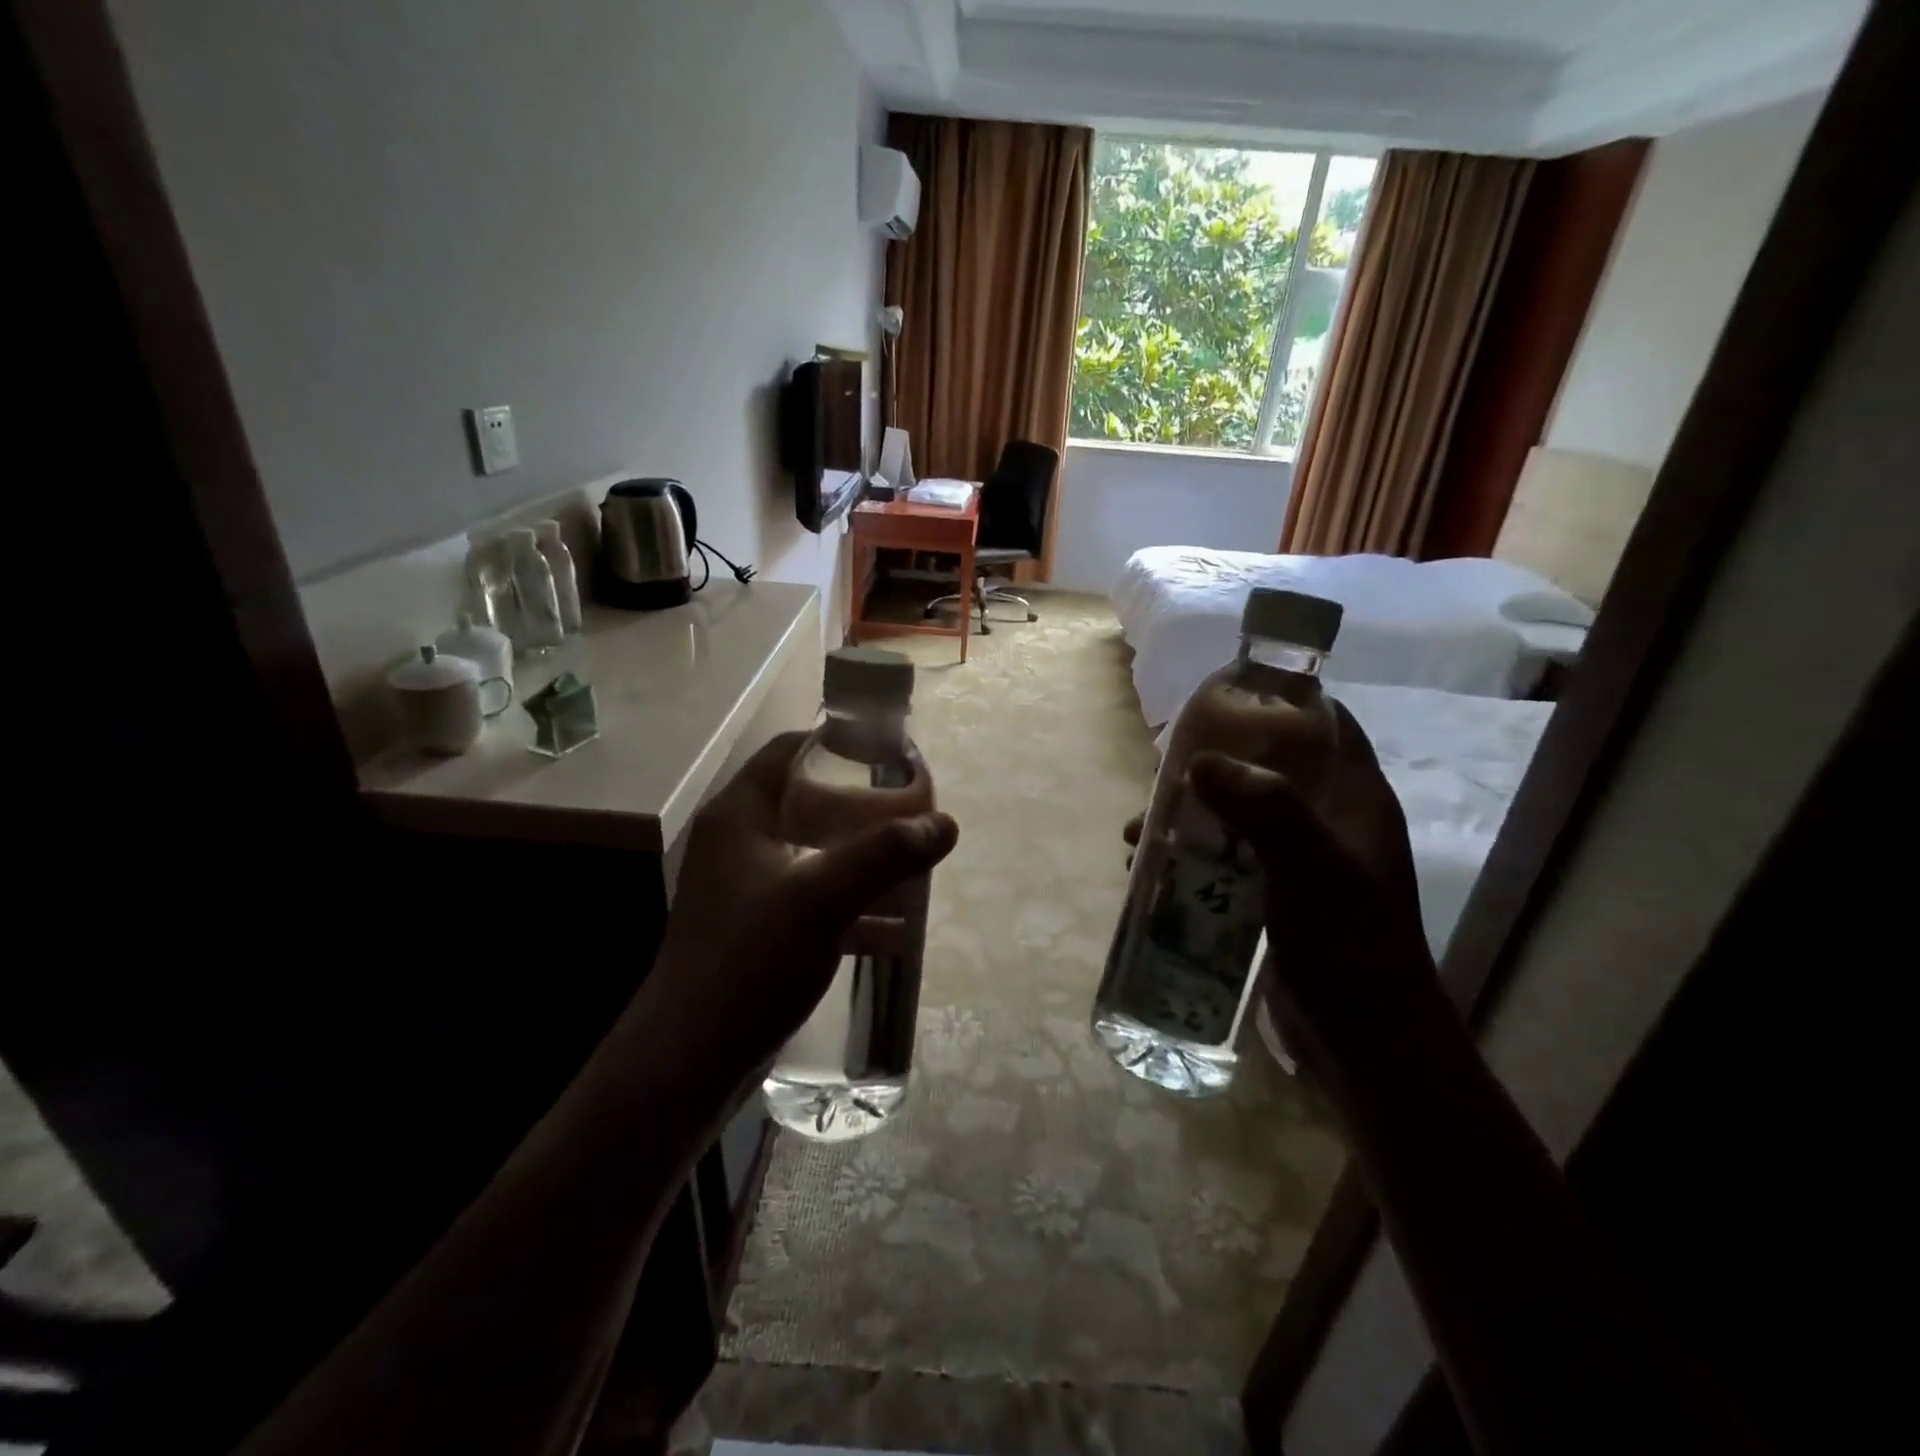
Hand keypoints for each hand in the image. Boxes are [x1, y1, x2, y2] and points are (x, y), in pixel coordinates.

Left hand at [639, 731, 958, 1092]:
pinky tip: (899, 929)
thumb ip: (885, 855)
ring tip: (917, 868)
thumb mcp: (821, 898)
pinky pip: (817, 902)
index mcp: (740, 815)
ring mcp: (750, 889)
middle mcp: (741, 843)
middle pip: (810, 804)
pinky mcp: (761, 931)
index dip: (838, 745)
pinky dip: (855, 908)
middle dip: (866, 811)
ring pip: (818, 855)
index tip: (890, 755)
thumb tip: (946, 823)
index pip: (790, 751)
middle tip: (914, 816)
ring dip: (865, 861)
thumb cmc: (749, 960)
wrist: (690, 1060)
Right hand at [1144, 703, 1432, 1082]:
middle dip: (1212, 767)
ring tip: (1140, 831)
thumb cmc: (1351, 947)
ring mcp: (1298, 862)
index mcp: (1355, 801)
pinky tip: (1150, 869)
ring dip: (1189, 817)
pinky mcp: (1272, 897)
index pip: (1326, 726)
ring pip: (1236, 817)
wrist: (1365, 1044)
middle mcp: (1328, 822)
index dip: (1281, 704)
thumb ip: (1265, 810)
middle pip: (1267, 769)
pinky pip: (1225, 859)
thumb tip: (1198, 762)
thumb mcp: (1312, 870)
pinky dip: (1189, 856)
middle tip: (1162, 774)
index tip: (1221, 700)